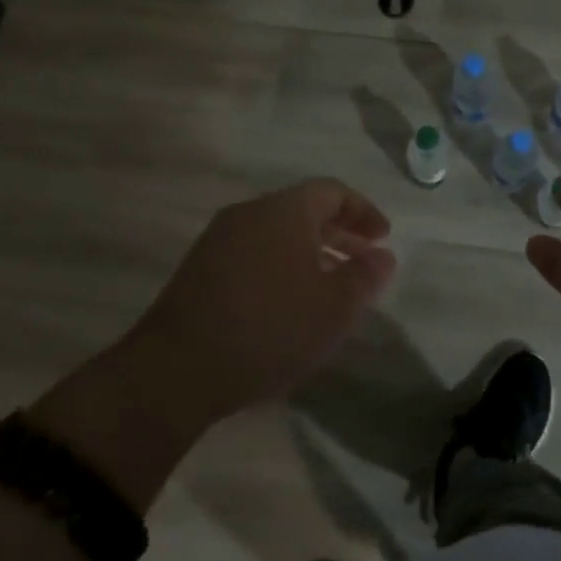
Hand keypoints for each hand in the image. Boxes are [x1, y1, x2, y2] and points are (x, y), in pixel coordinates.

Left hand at [30, 180, 395, 508]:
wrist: (177, 369)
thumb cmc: (270, 328)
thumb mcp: (334, 307)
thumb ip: (364, 276)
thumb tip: (382, 255)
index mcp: (284, 210)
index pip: (332, 191)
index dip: (363, 212)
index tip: (383, 239)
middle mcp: (249, 213)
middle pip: (303, 209)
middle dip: (338, 232)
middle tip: (362, 261)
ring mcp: (218, 240)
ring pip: (276, 233)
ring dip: (310, 252)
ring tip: (329, 285)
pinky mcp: (199, 270)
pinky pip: (253, 253)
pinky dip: (281, 266)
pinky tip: (288, 303)